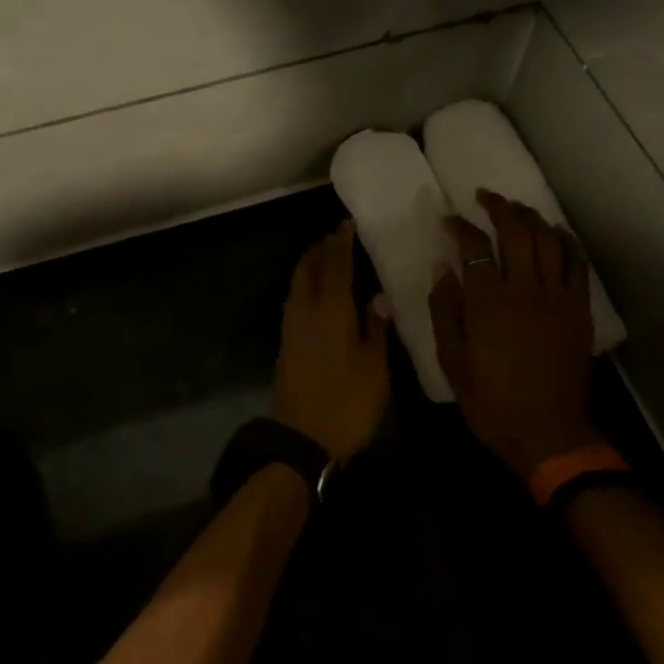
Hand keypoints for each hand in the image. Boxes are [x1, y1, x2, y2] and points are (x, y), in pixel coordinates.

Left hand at [273, 222, 390, 462]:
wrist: (302, 438)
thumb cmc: (347, 403)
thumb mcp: (374, 368)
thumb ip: (376, 329)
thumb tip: (378, 297)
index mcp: (331, 311)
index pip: (335, 266)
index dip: (341, 243)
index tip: (346, 224)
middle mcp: (306, 311)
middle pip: (309, 269)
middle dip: (320, 249)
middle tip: (334, 237)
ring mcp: (291, 327)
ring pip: (297, 284)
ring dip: (309, 265)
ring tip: (324, 258)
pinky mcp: (286, 343)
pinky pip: (294, 300)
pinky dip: (304, 286)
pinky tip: (314, 294)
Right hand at [428, 192, 598, 479]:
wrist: (547, 434)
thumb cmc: (491, 401)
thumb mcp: (452, 360)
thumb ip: (445, 310)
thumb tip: (443, 269)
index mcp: (488, 303)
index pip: (474, 247)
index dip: (460, 227)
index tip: (449, 219)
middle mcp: (524, 290)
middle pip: (516, 232)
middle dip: (499, 208)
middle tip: (485, 196)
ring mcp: (557, 299)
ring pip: (548, 241)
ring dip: (532, 218)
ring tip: (517, 208)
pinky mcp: (578, 311)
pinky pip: (577, 265)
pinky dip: (567, 242)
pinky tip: (556, 232)